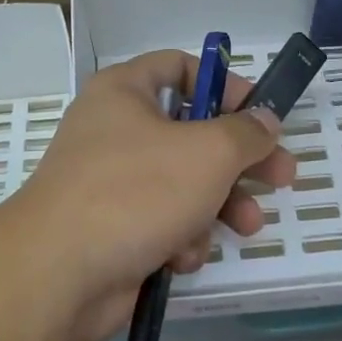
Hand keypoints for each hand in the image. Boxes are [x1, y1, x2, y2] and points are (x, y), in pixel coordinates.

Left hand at [7, 51, 297, 340]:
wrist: (59, 273)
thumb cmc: (136, 191)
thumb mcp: (208, 152)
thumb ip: (246, 133)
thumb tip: (265, 121)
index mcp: (124, 92)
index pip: (179, 67)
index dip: (223, 85)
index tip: (260, 112)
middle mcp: (115, 130)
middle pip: (191, 133)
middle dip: (239, 160)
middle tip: (281, 176)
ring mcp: (112, 183)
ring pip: (184, 183)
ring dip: (220, 205)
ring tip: (248, 226)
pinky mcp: (114, 229)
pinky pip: (162, 222)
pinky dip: (180, 237)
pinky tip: (181, 256)